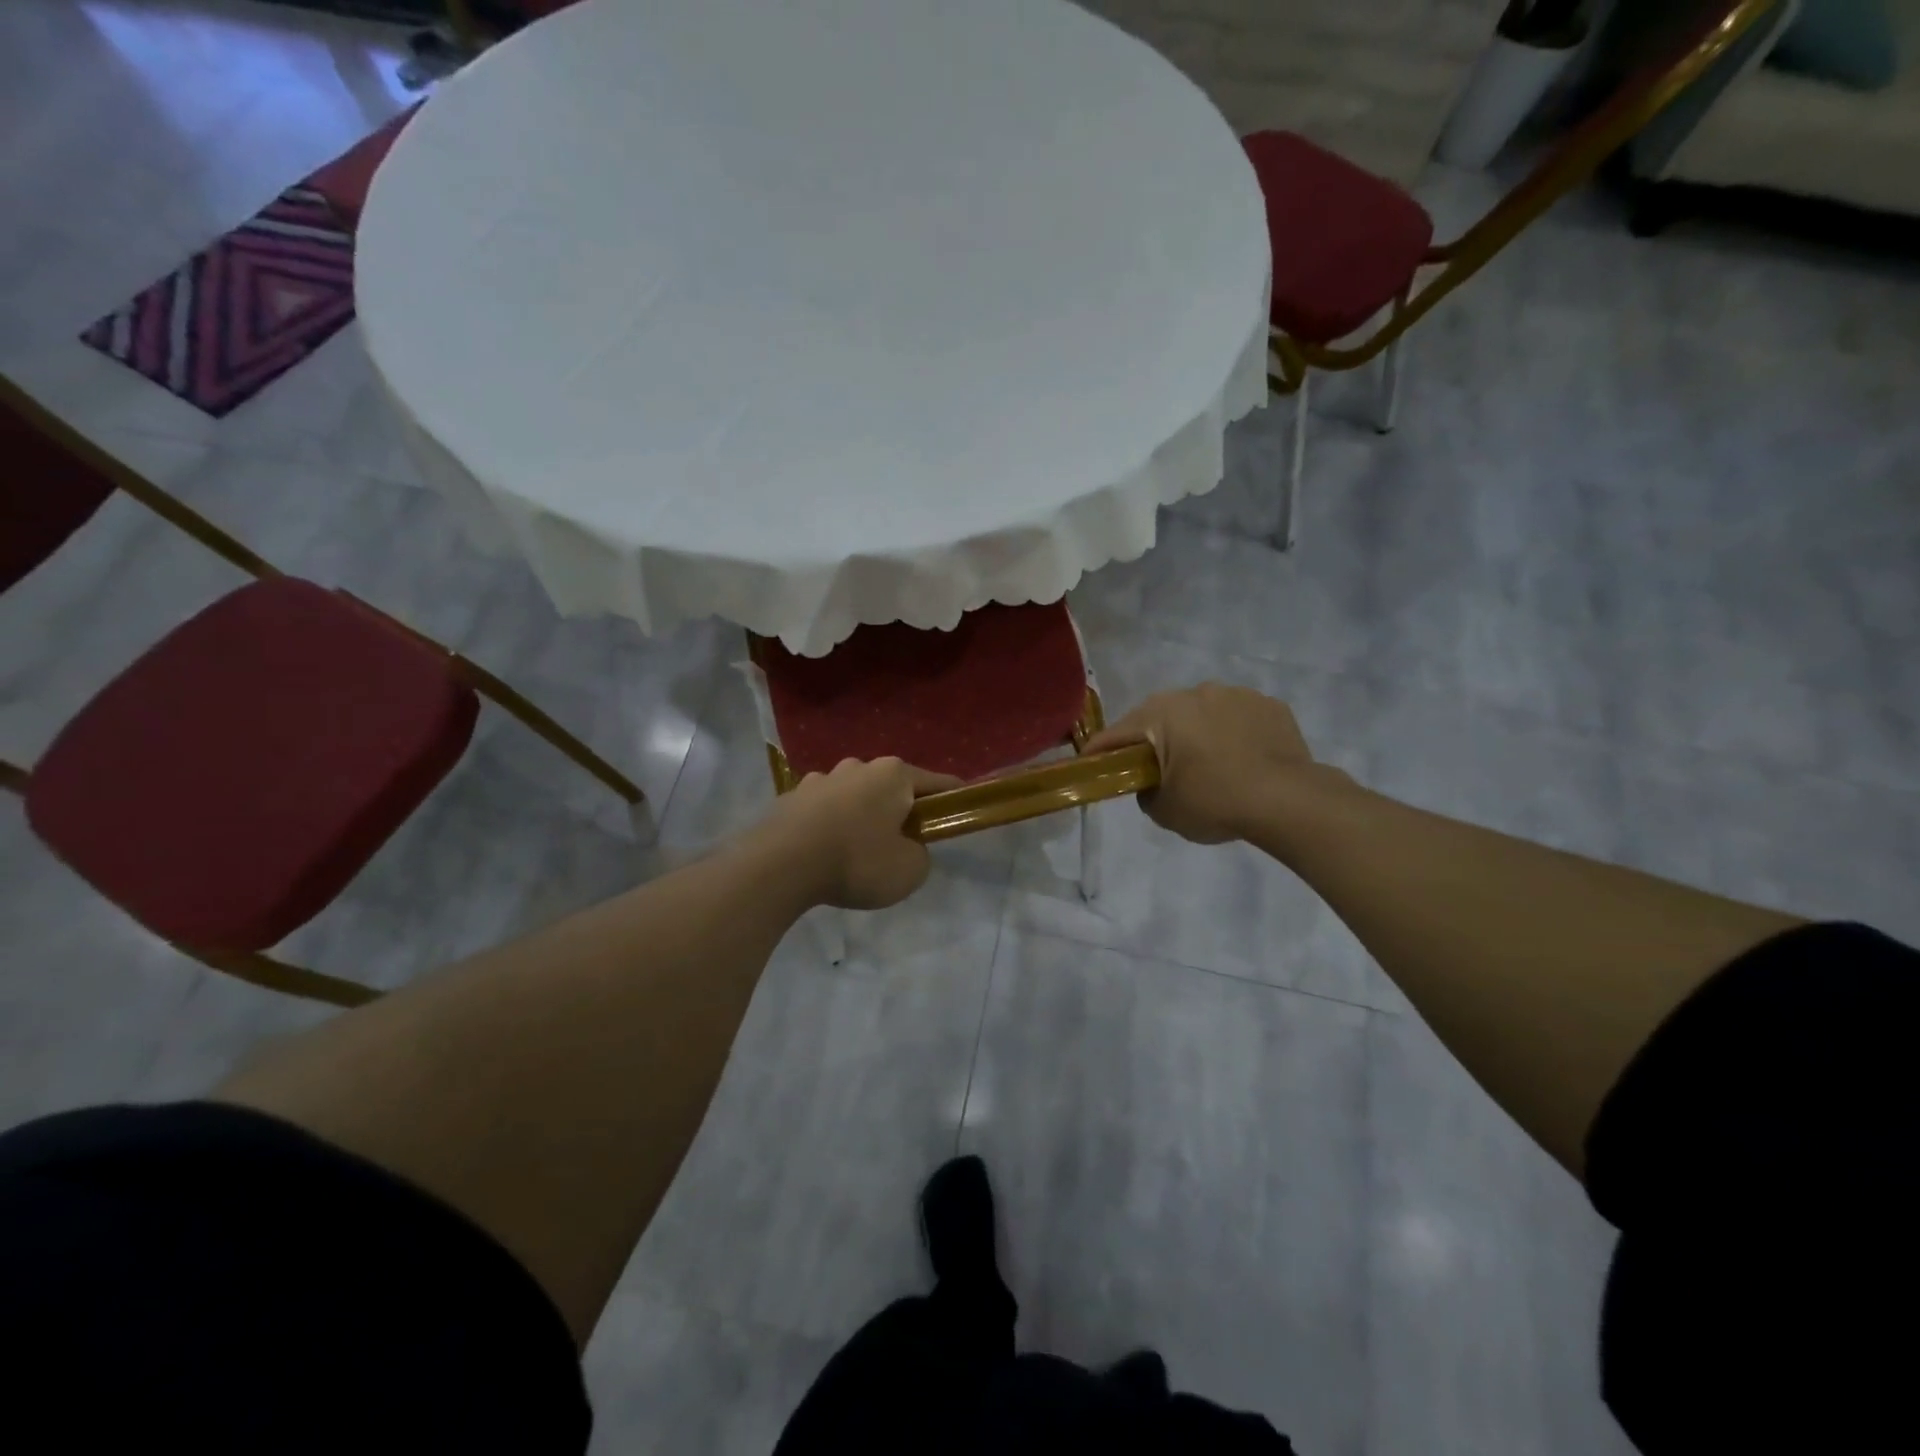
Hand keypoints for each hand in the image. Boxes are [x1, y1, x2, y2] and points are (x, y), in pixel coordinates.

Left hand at [752, 758, 961, 909]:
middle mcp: (858, 767)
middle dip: (900, 809)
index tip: (959, 811)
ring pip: (854, 796)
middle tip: (903, 842)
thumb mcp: (910, 870)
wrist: (781, 865)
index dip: (952, 799)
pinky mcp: (791, 797)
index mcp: (894, 775)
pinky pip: (823, 810)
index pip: (936, 782)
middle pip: (891, 787)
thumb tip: (906, 847)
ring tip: (858, 850)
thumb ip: (920, 855)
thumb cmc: (857, 861)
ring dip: (862, 815)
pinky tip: (825, 851)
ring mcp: (821, 779)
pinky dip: (831, 825)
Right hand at [1085, 683, 1329, 844]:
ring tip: (1209, 766)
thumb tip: (1152, 783)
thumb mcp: (1164, 810)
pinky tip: (1243, 761)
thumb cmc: (1215, 802)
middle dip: (1154, 740)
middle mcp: (1196, 692)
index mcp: (1162, 712)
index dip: (1100, 752)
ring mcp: (1237, 694)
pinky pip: (1239, 719)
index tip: (1089, 765)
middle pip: (1161, 717)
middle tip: (1155, 770)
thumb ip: (1146, 792)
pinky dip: (1233, 735)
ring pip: (1203, 713)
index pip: (1118, 733)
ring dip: (1197, 733)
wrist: (1288, 800)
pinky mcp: (1270, 705)